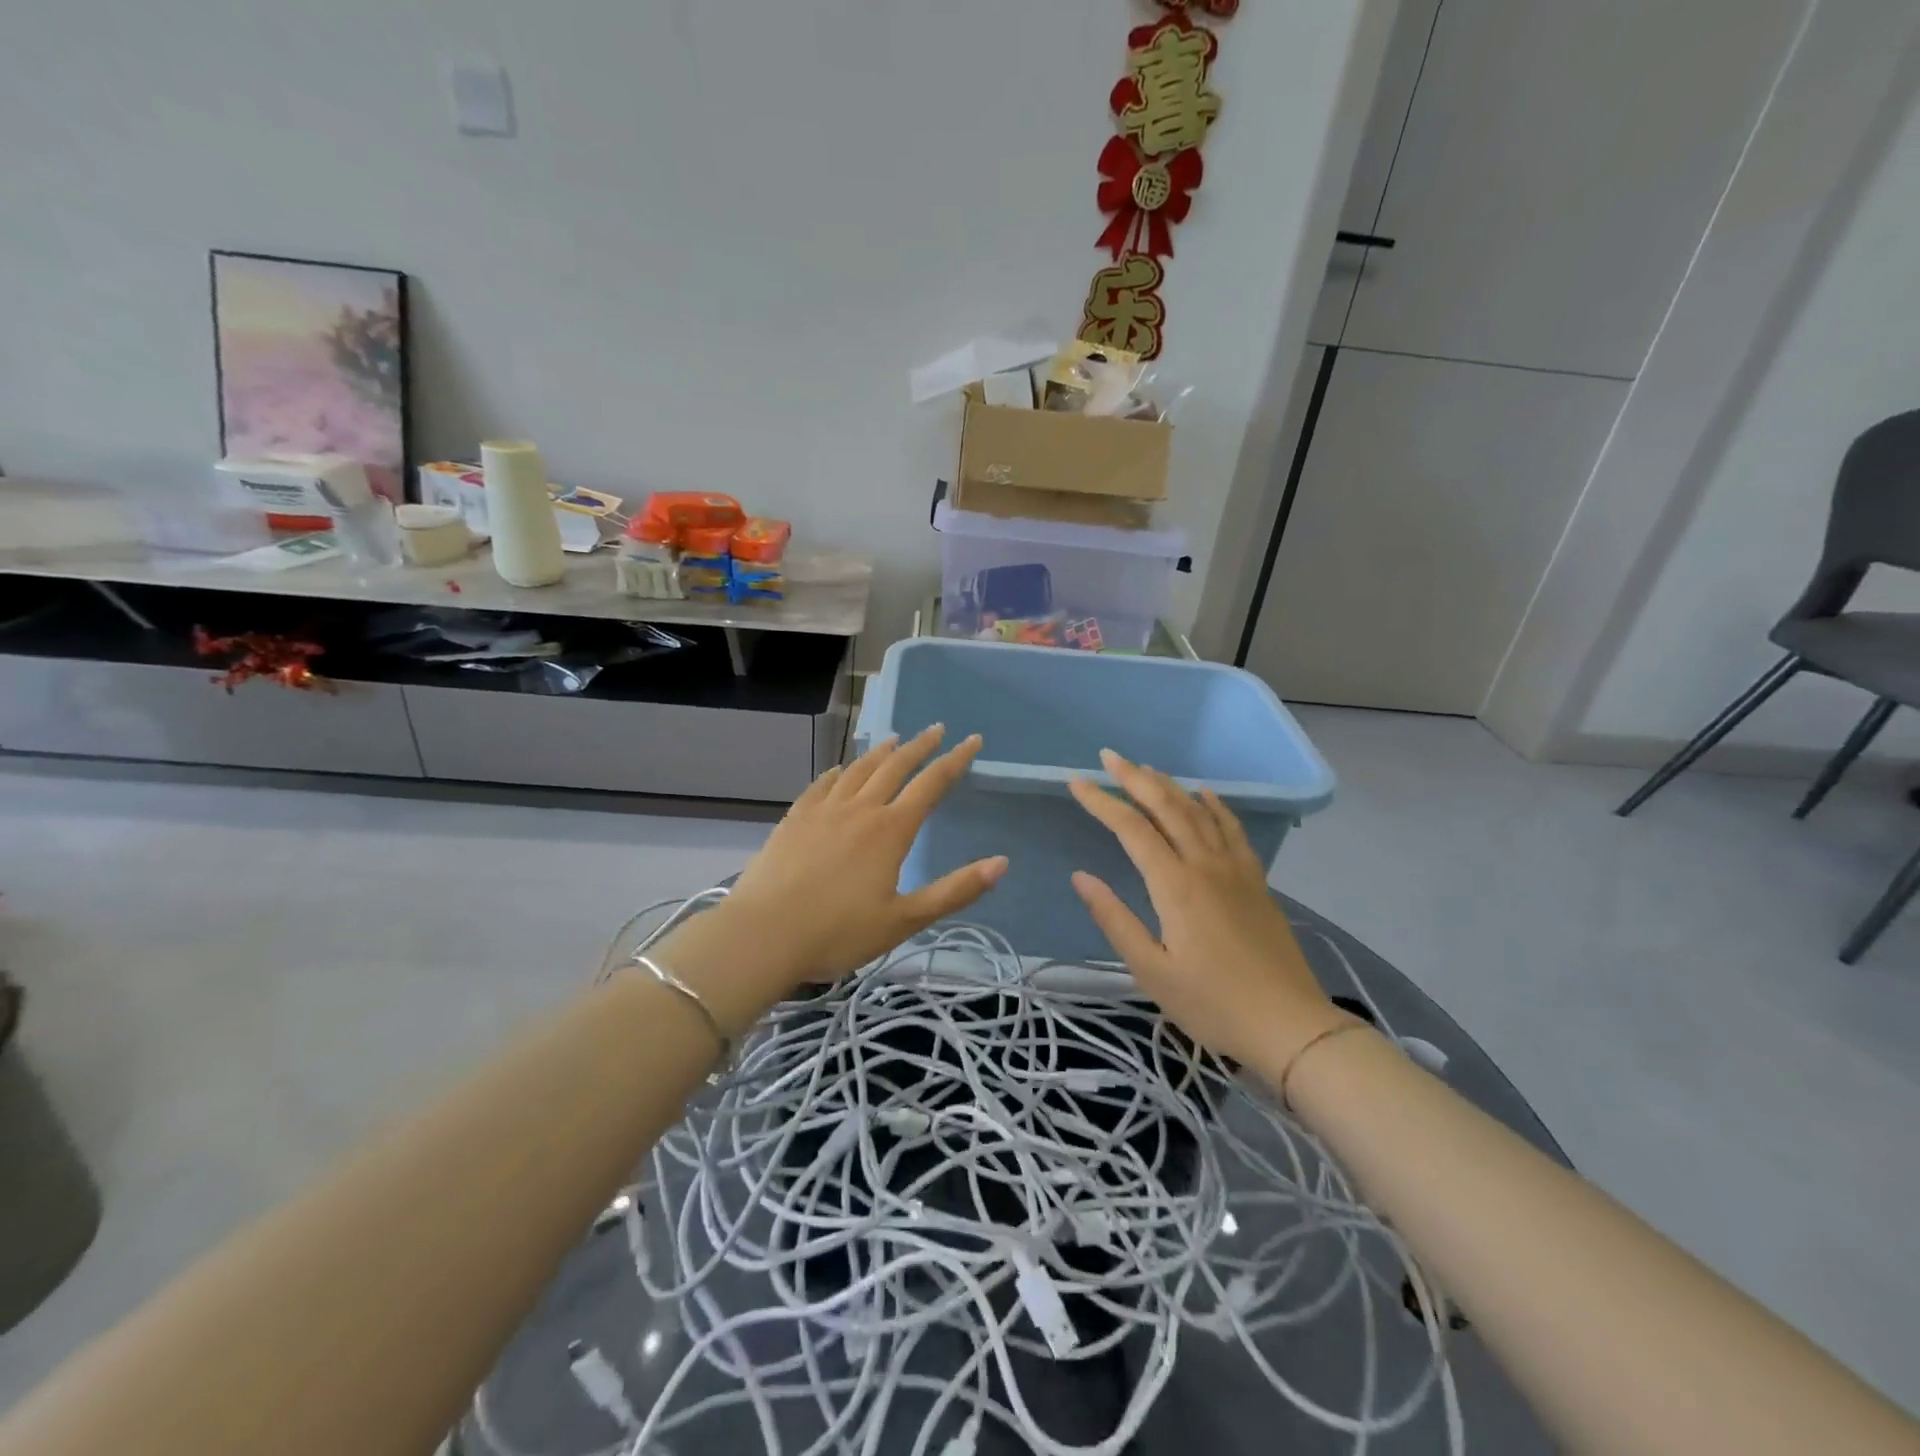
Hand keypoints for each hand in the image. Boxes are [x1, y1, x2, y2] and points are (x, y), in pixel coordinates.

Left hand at [713, 727, 1007, 989]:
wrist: (764, 935)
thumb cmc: (838, 932)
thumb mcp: (904, 919)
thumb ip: (954, 891)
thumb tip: (1001, 863)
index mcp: (891, 830)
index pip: (931, 784)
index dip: (955, 760)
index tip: (972, 740)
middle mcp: (860, 809)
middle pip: (895, 767)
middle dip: (920, 746)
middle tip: (936, 729)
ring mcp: (823, 811)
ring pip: (858, 771)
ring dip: (880, 753)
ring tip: (894, 740)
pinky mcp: (794, 819)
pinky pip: (822, 785)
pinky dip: (838, 773)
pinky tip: (841, 770)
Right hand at [1068, 749, 1349, 1069]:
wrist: (1290, 1025)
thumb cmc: (1212, 1003)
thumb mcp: (1151, 971)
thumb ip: (1114, 919)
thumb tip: (1081, 876)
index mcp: (1175, 885)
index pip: (1131, 829)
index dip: (1102, 801)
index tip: (1076, 782)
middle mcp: (1205, 864)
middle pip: (1166, 807)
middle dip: (1135, 778)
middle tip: (1109, 756)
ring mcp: (1236, 869)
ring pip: (1198, 812)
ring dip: (1170, 785)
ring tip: (1146, 768)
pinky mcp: (1256, 881)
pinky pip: (1233, 830)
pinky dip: (1215, 807)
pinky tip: (1205, 795)